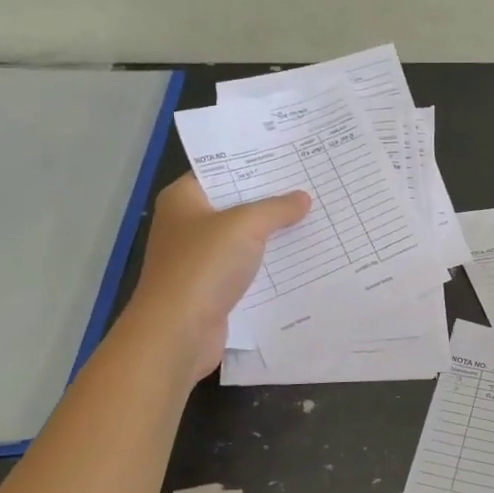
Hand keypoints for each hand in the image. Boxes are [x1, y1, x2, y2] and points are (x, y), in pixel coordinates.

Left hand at [130, 174, 311, 374]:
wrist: (177, 333)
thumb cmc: (203, 267)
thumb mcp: (245, 226)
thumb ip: (276, 208)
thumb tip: (303, 198)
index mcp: (183, 199)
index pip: (222, 170)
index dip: (255, 164)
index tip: (291, 158)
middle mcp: (187, 224)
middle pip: (236, 204)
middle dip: (271, 200)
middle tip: (312, 186)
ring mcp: (199, 258)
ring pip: (244, 238)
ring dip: (274, 234)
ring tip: (316, 218)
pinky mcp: (212, 288)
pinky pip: (247, 268)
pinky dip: (269, 265)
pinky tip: (302, 258)